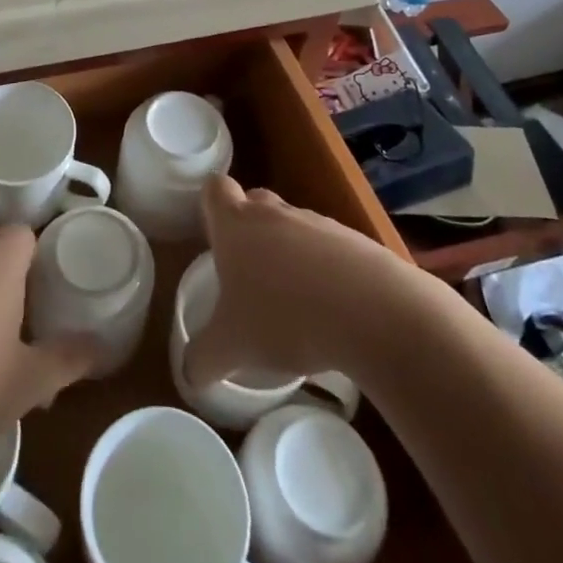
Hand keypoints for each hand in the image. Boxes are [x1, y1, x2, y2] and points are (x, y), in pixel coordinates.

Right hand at [186, 174, 398, 385]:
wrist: (374, 312)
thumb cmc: (285, 316)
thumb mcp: (233, 346)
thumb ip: (203, 358)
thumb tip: (189, 374)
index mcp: (236, 223)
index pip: (215, 188)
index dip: (211, 205)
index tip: (213, 234)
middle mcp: (274, 213)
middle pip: (254, 202)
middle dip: (249, 230)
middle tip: (248, 273)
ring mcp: (318, 223)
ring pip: (293, 226)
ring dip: (289, 252)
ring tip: (293, 302)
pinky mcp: (356, 242)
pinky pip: (330, 249)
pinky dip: (325, 271)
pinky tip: (331, 310)